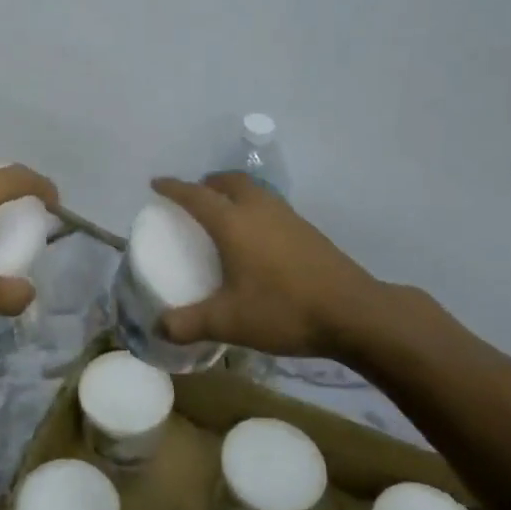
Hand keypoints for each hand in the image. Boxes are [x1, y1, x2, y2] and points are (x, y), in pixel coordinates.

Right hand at [150, 173, 428, 366]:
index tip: (156, 184)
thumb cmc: (283, 310)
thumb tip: (157, 327)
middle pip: (230, 181)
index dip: (173, 188)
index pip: (196, 195)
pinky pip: (272, 206)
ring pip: (255, 191)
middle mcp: (259, 210)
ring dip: (235, 192)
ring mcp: (288, 218)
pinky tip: (257, 236)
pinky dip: (255, 208)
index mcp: (234, 223)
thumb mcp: (228, 322)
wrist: (353, 313)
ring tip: (224, 212)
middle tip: (195, 195)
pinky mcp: (309, 231)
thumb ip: (188, 324)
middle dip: (208, 183)